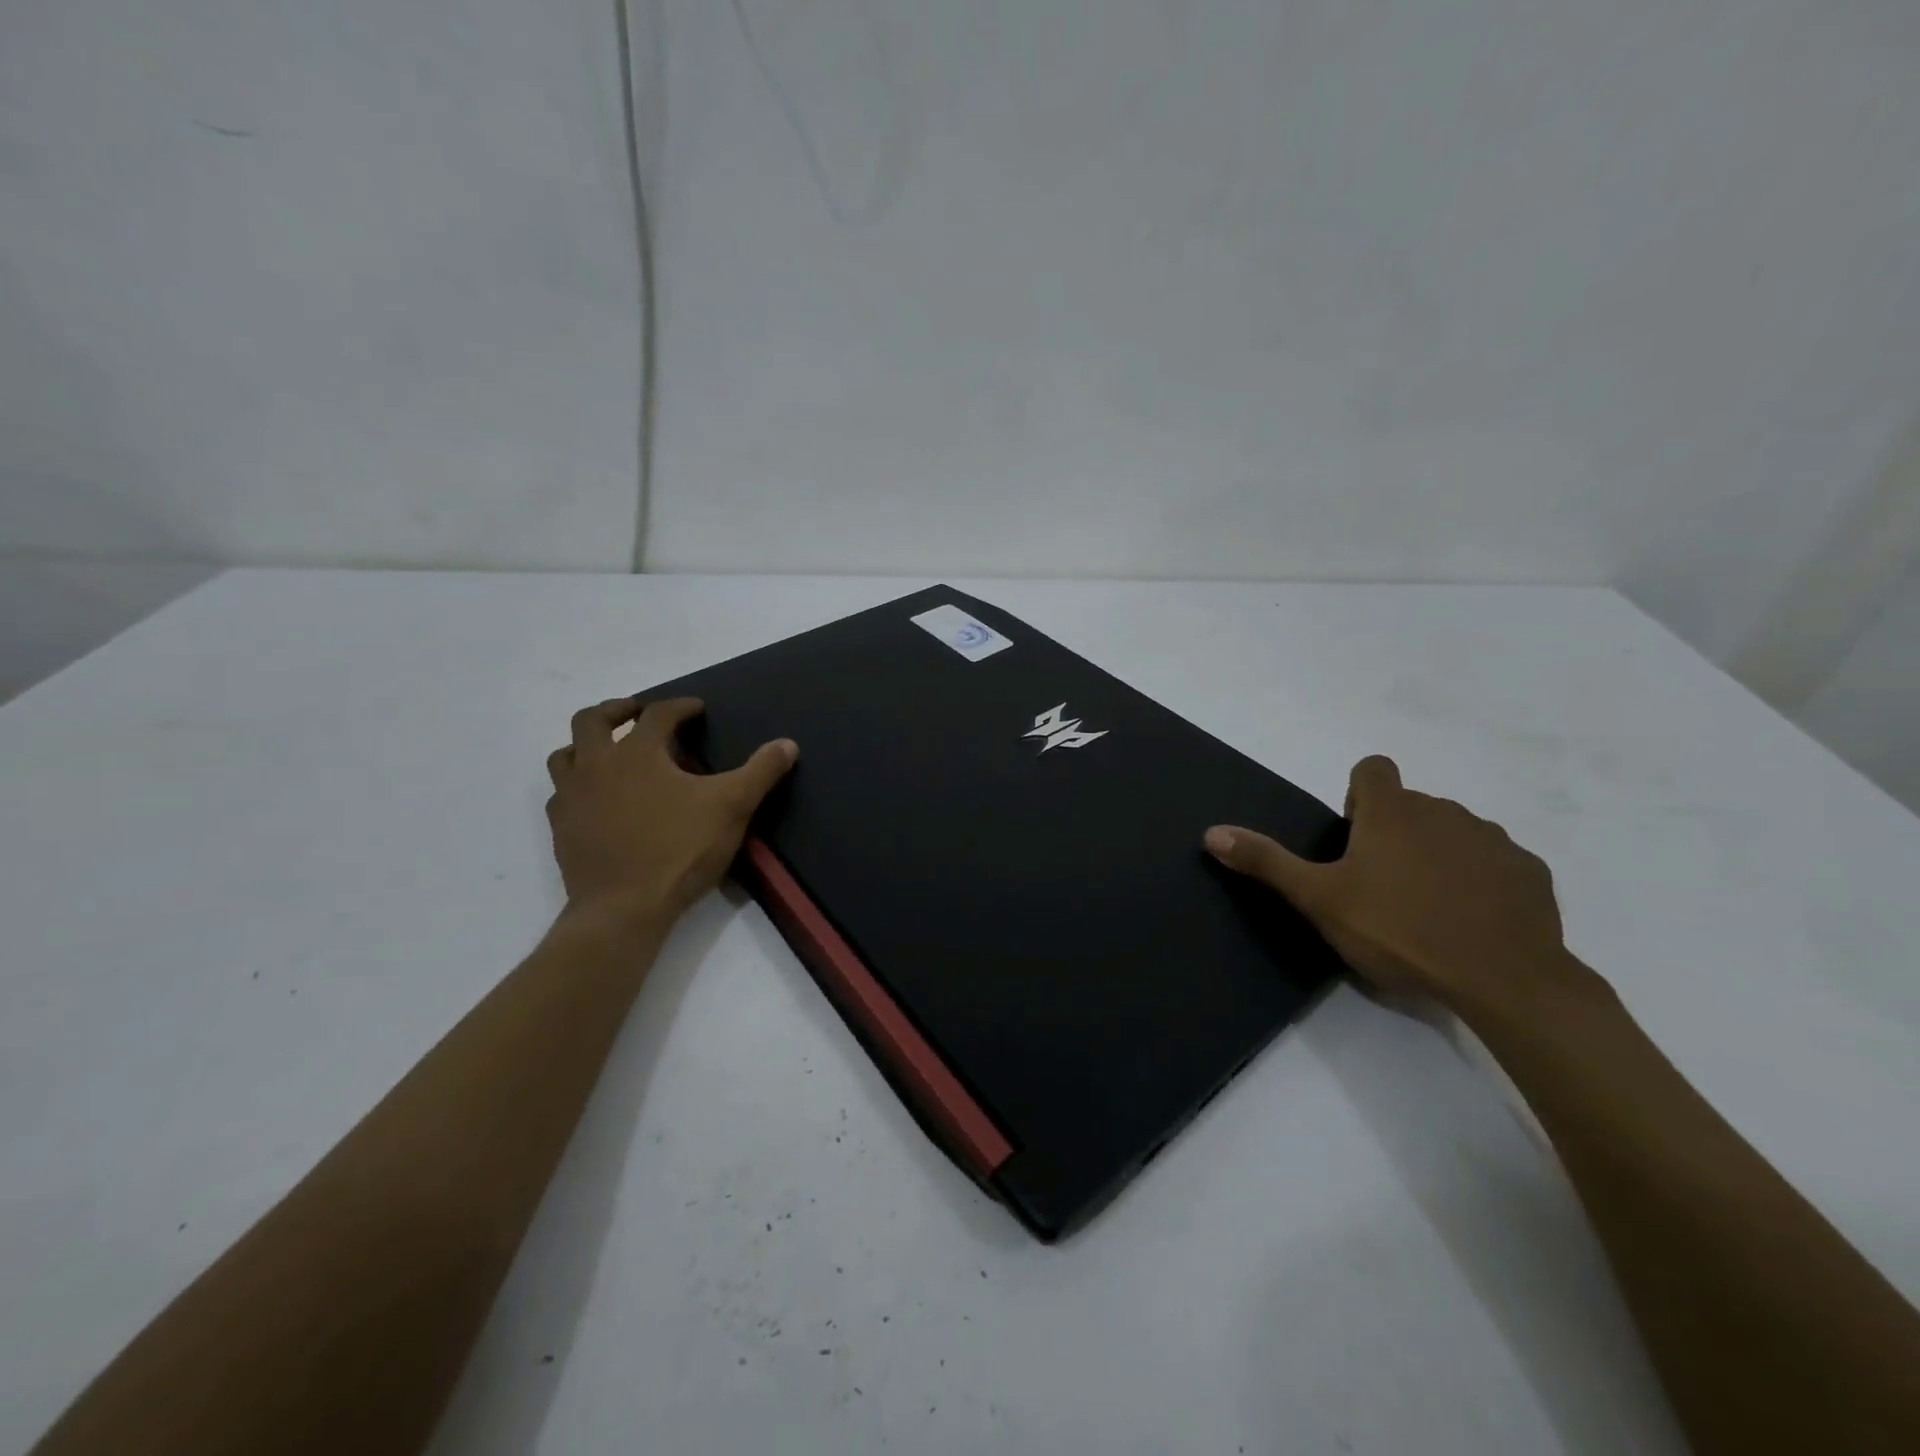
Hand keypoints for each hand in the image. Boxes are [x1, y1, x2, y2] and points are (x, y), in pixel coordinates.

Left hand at [546, 697, 796, 921]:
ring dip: (585, 745)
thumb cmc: (680, 850)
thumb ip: (760, 771)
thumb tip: (787, 744)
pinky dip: (576, 787)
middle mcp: (597, 766)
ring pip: (564, 755)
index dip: (680, 706)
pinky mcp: (561, 830)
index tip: (696, 708)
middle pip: (593, 721)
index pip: (658, 714)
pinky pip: (560, 796)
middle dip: (617, 710)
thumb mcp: (732, 807)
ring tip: (607, 751)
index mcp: (638, 753)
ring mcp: (573, 798)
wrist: (624, 908)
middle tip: (636, 712)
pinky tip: (594, 800)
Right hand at [1204, 755, 1598, 1017]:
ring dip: (1437, 854)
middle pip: (1411, 804)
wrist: (1505, 981)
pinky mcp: (1530, 873)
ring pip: (1454, 831)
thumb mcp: (1319, 900)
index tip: (1354, 839)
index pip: (1372, 769)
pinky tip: (1472, 922)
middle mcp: (1444, 811)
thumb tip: (1212, 832)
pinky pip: (1495, 863)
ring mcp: (1493, 840)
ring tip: (1427, 908)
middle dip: (1394, 833)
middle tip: (1381, 887)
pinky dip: (1480, 881)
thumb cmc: (1399, 931)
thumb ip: (1266, 862)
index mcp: (1392, 812)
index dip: (1358, 795)